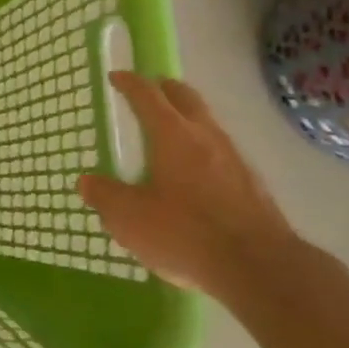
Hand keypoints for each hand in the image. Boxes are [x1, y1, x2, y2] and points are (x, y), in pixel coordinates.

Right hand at [77, 72, 301, 300]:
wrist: (261, 270)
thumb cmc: (186, 233)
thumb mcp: (130, 219)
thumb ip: (105, 196)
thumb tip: (87, 182)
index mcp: (172, 134)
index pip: (147, 94)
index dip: (130, 82)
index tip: (116, 77)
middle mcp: (206, 136)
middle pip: (185, 97)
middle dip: (166, 89)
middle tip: (151, 92)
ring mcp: (235, 159)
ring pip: (208, 123)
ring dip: (189, 120)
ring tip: (172, 136)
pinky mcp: (254, 186)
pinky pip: (224, 153)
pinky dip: (206, 151)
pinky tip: (198, 177)